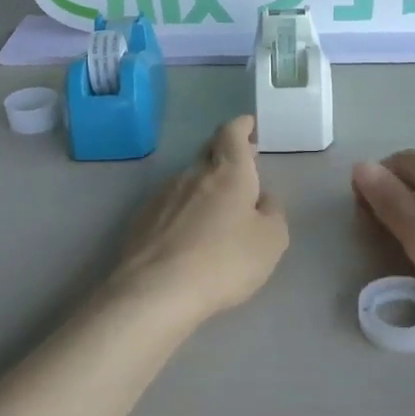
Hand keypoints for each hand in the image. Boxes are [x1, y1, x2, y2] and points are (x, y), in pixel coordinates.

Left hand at [112, 116, 288, 325]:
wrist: (156, 290)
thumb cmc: (225, 261)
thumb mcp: (271, 241)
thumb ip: (272, 213)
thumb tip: (262, 199)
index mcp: (229, 174)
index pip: (232, 134)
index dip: (241, 126)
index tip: (249, 125)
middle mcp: (192, 175)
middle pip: (208, 153)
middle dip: (225, 154)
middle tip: (240, 165)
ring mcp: (162, 196)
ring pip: (188, 181)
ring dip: (204, 187)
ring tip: (215, 209)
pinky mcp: (141, 220)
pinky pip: (169, 206)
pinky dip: (182, 211)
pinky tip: (187, 235)